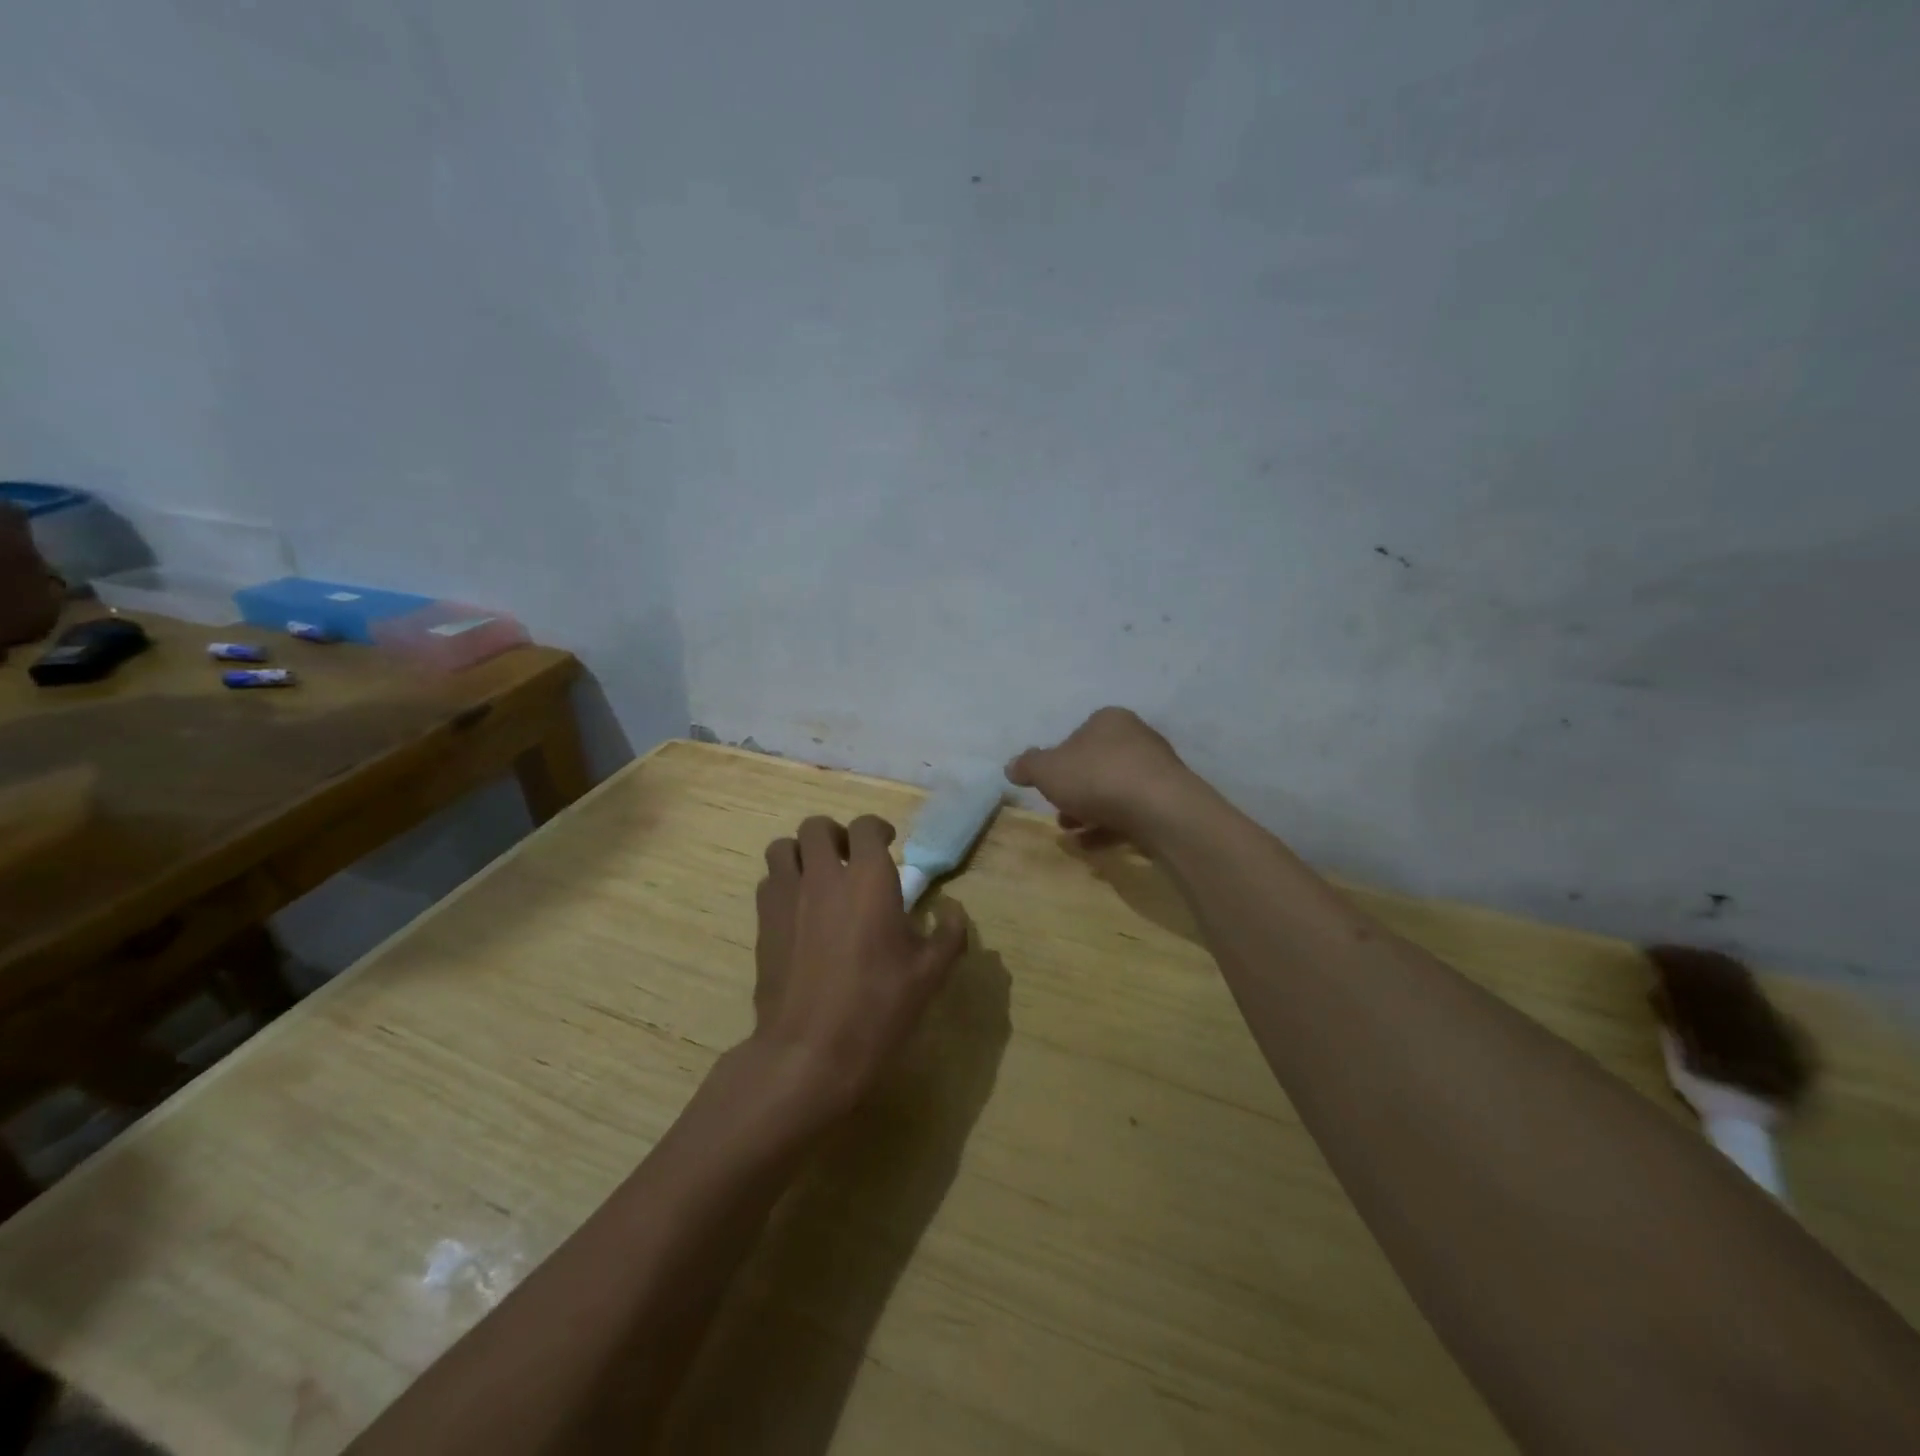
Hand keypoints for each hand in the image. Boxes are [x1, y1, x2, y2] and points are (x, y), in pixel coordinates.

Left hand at [752, 814, 967, 1116]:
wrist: (810, 1050)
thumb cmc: (878, 1007)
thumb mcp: (930, 974)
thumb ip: (949, 934)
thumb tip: (952, 910)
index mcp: (869, 879)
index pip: (865, 827)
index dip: (877, 829)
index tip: (887, 844)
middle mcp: (824, 875)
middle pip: (816, 827)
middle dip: (834, 835)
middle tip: (849, 859)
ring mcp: (786, 896)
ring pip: (782, 847)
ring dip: (801, 853)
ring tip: (817, 877)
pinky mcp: (762, 922)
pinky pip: (768, 881)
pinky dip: (782, 882)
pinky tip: (798, 910)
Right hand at [1006, 707, 1196, 845]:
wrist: (1160, 809)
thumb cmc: (1097, 778)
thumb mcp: (1048, 770)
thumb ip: (1028, 766)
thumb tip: (1011, 766)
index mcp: (1109, 720)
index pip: (1078, 735)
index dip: (1059, 761)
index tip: (1048, 786)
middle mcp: (1137, 738)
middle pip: (1097, 764)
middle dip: (1075, 791)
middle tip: (1059, 814)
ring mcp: (1157, 770)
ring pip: (1115, 790)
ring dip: (1090, 812)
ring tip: (1072, 833)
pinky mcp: (1169, 801)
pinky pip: (1133, 812)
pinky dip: (1111, 827)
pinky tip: (1093, 846)